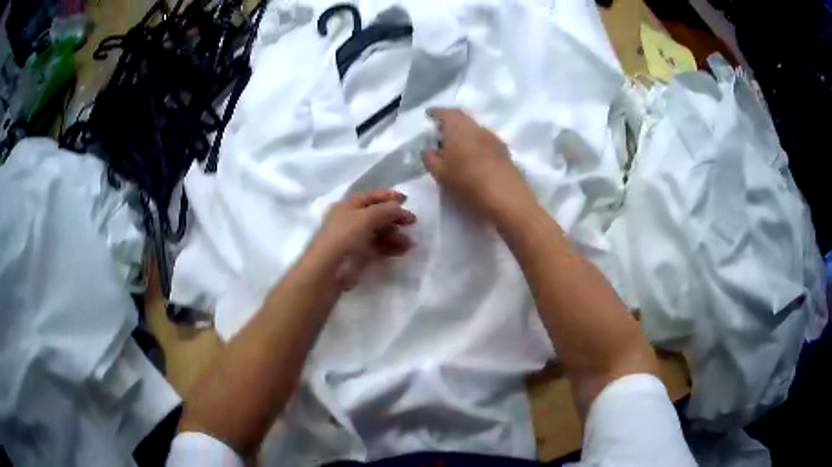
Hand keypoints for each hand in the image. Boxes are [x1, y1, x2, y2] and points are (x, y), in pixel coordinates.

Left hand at [305, 190, 416, 290]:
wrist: (329, 269)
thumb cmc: (345, 236)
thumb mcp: (366, 217)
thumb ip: (386, 210)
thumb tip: (399, 207)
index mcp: (347, 206)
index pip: (370, 197)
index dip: (388, 196)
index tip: (406, 199)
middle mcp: (350, 221)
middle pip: (376, 215)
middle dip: (395, 218)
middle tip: (412, 222)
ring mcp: (354, 239)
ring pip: (379, 233)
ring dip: (395, 235)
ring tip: (410, 243)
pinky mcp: (359, 256)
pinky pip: (378, 248)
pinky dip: (390, 248)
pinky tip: (402, 251)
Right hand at [423, 108, 536, 221]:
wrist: (506, 197)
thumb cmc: (467, 182)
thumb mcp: (439, 173)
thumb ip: (429, 158)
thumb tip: (429, 150)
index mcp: (459, 128)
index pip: (446, 113)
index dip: (437, 113)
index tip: (429, 115)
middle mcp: (477, 128)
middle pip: (462, 119)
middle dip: (450, 123)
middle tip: (440, 132)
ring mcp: (494, 138)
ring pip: (475, 130)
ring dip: (464, 134)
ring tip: (455, 148)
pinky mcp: (504, 151)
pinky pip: (485, 141)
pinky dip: (475, 144)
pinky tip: (472, 158)